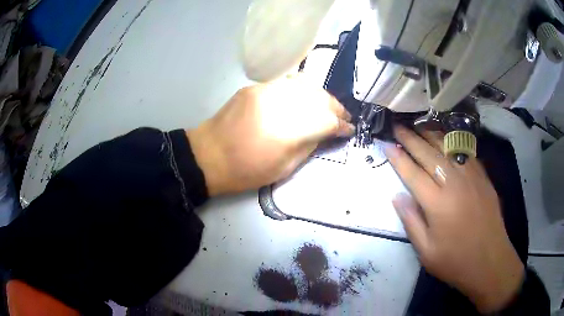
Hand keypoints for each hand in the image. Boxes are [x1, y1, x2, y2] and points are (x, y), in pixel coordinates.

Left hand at [187, 77, 353, 195]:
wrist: (208, 155)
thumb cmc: (245, 171)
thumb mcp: (284, 168)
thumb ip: (310, 145)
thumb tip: (327, 132)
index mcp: (287, 131)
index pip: (326, 120)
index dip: (341, 125)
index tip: (349, 130)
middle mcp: (279, 104)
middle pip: (319, 98)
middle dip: (336, 107)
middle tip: (343, 117)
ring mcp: (266, 90)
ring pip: (305, 85)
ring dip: (322, 96)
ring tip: (327, 107)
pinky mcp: (256, 87)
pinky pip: (287, 83)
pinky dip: (303, 89)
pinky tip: (306, 99)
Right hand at [385, 126, 524, 312]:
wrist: (490, 261)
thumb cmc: (455, 261)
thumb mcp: (426, 251)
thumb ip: (411, 222)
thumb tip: (397, 196)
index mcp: (437, 204)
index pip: (412, 173)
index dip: (398, 158)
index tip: (386, 144)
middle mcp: (454, 184)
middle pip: (429, 154)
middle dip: (411, 139)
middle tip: (398, 126)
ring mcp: (471, 177)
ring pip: (448, 148)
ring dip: (431, 135)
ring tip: (419, 127)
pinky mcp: (483, 178)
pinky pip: (466, 153)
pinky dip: (453, 143)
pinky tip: (447, 140)